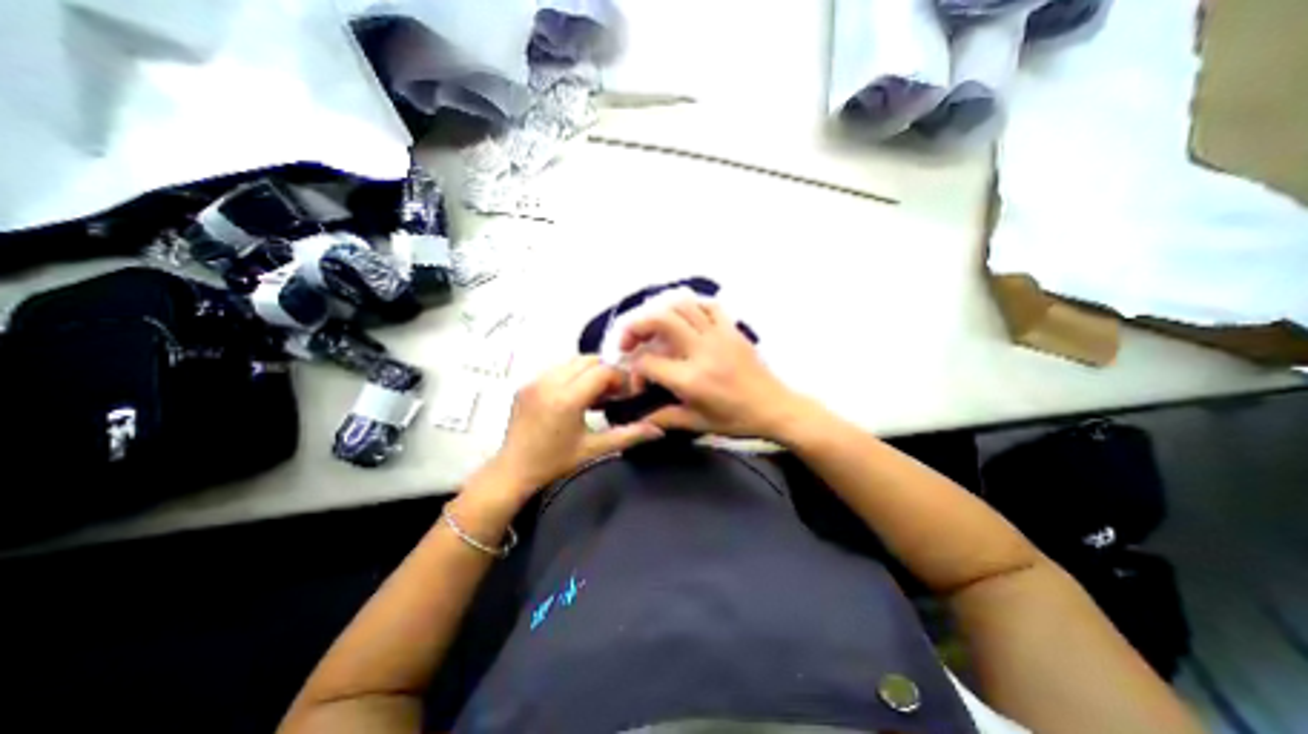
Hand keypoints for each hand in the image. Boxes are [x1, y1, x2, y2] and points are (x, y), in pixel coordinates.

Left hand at [480, 354, 665, 498]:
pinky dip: (573, 374)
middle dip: (606, 372)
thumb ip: (628, 436)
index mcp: (566, 399)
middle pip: (588, 360)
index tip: (626, 394)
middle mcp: (549, 382)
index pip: (602, 371)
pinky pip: (557, 367)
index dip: (619, 378)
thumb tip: (658, 430)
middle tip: (613, 393)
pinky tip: (576, 395)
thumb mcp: (594, 449)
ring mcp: (535, 380)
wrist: (513, 470)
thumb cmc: (554, 462)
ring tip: (596, 394)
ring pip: (572, 361)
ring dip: (589, 371)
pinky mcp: (527, 383)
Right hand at [629, 300, 813, 436]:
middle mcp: (702, 350)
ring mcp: (719, 335)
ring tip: (653, 329)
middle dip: (636, 327)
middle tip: (630, 342)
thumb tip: (640, 416)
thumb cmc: (736, 419)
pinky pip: (709, 305)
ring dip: (660, 313)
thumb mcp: (698, 424)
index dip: (634, 370)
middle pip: (660, 320)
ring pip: (682, 306)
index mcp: (691, 379)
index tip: (639, 381)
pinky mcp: (732, 329)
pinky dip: (692, 306)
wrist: (775, 408)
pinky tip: (685, 319)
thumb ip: (664, 418)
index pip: (648, 361)